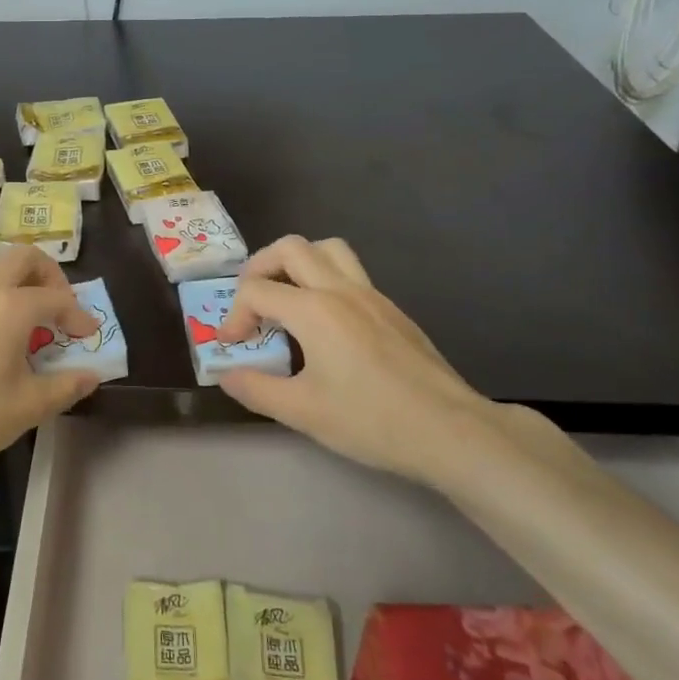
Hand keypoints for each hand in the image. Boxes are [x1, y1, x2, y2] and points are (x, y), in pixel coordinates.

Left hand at [0, 247, 102, 482]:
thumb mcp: (29, 406)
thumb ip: (66, 386)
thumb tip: (92, 376)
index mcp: (12, 306)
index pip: (57, 298)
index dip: (79, 315)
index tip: (88, 337)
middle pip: (23, 257)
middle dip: (49, 274)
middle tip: (59, 307)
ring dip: (19, 279)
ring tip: (32, 317)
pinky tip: (0, 334)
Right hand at [216, 235, 502, 485]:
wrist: (451, 431)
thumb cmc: (372, 420)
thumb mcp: (302, 411)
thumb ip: (256, 388)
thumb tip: (227, 374)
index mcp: (314, 310)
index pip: (256, 291)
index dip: (233, 315)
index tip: (232, 346)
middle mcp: (341, 290)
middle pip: (291, 248)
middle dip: (260, 268)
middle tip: (251, 301)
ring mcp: (372, 296)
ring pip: (328, 249)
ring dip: (297, 263)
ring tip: (285, 297)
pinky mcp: (392, 310)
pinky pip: (350, 273)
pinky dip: (324, 280)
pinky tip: (324, 324)